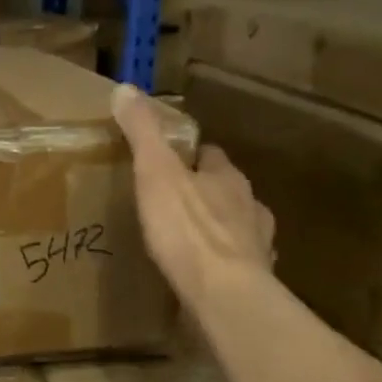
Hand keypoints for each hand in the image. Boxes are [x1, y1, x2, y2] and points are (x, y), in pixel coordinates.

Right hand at [112, 84, 274, 314]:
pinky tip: (203, 275)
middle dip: (204, 193)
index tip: (168, 162)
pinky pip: (236, 265)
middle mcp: (249, 205)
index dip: (190, 157)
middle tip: (170, 203)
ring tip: (186, 241)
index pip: (210, 155)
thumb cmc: (186, 229)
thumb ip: (143, 133)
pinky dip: (221, 264)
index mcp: (226, 177)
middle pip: (226, 191)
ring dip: (217, 229)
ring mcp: (257, 244)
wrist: (224, 294)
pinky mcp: (255, 279)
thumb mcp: (155, 173)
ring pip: (236, 227)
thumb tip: (124, 88)